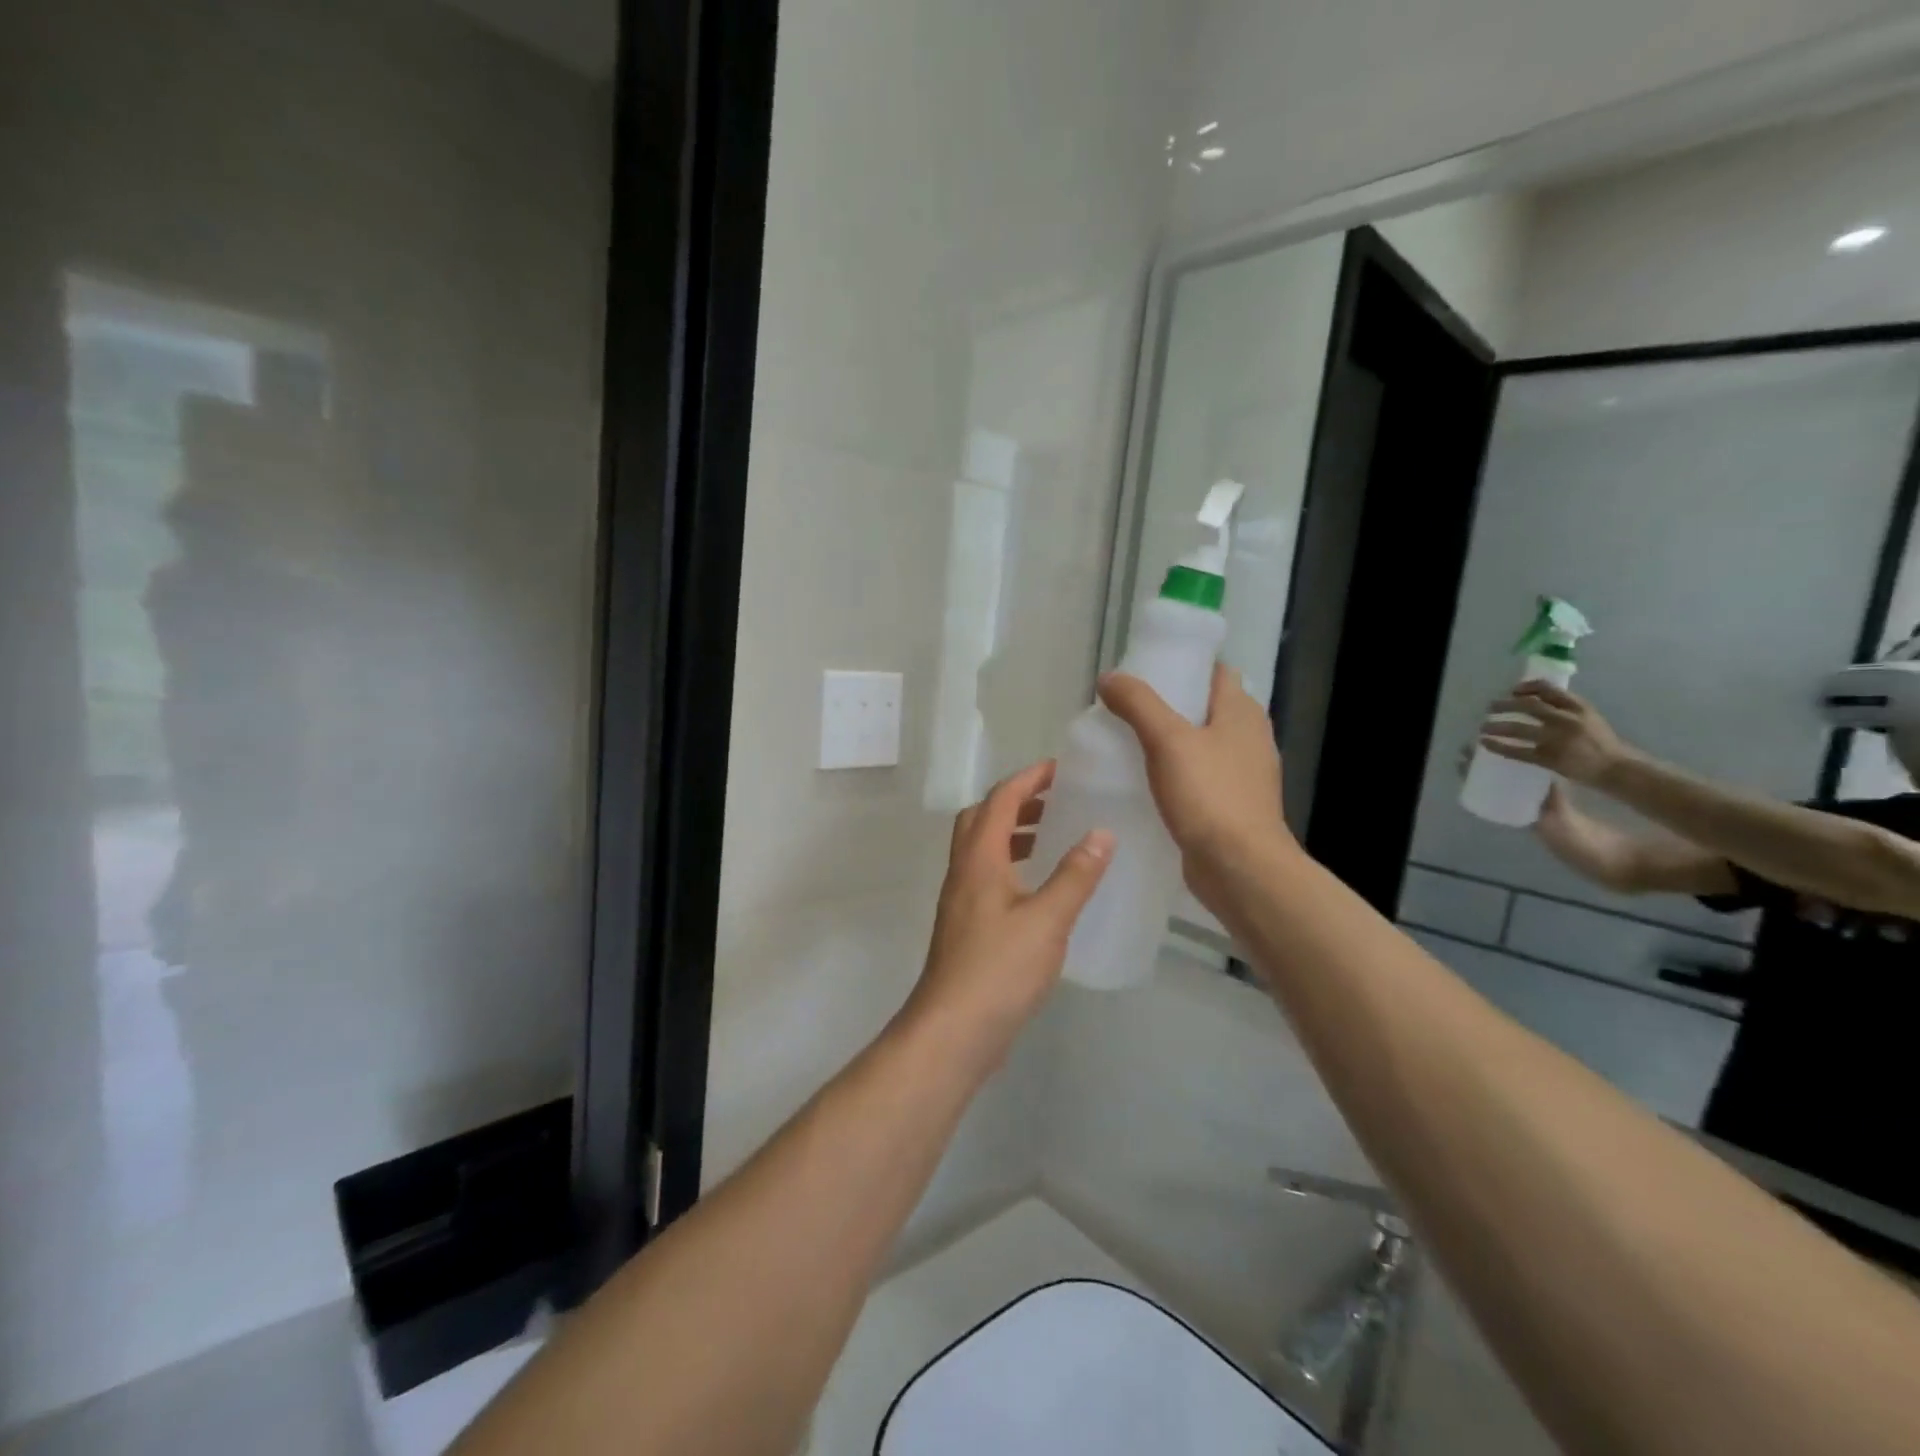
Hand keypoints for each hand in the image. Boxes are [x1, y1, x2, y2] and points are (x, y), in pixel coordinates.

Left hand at [906, 762, 1113, 1046]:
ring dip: (1014, 834)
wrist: (953, 1030)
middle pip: (982, 819)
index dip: (1028, 779)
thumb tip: (1101, 833)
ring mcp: (961, 902)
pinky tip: (1041, 890)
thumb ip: (1075, 876)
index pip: (999, 800)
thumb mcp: (1047, 919)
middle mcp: (963, 872)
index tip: (1060, 769)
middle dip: (1017, 802)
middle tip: (1056, 802)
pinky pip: (988, 878)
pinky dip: (1013, 867)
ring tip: (1054, 839)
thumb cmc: (999, 969)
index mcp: (978, 859)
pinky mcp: (966, 928)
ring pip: (983, 850)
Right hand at [1097, 664, 1292, 907]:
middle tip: (1125, 709)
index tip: (1144, 672)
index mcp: (1242, 712)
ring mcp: (1243, 775)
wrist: (1240, 868)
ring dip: (1170, 742)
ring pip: (1201, 745)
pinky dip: (1176, 774)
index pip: (1214, 672)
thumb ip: (1138, 704)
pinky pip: (1199, 778)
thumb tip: (1110, 678)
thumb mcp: (1167, 740)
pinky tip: (1146, 783)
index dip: (1182, 666)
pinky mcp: (1231, 806)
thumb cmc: (1209, 796)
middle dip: (1169, 705)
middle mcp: (1249, 738)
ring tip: (1127, 743)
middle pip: (1205, 708)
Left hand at [1480, 682, 1633, 786]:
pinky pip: (1517, 751)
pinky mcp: (1549, 758)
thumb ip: (1565, 707)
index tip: (1512, 690)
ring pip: (1518, 728)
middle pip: (1528, 706)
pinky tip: (1485, 743)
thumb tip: (1531, 697)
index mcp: (1578, 707)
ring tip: (1483, 727)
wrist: (1616, 767)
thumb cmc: (1599, 741)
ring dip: (1496, 726)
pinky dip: (1498, 746)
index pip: (1547, 689)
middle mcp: (1566, 720)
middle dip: (1504, 705)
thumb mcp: (1588, 716)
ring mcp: (1557, 740)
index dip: (1525, 687)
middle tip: (1490, 707)